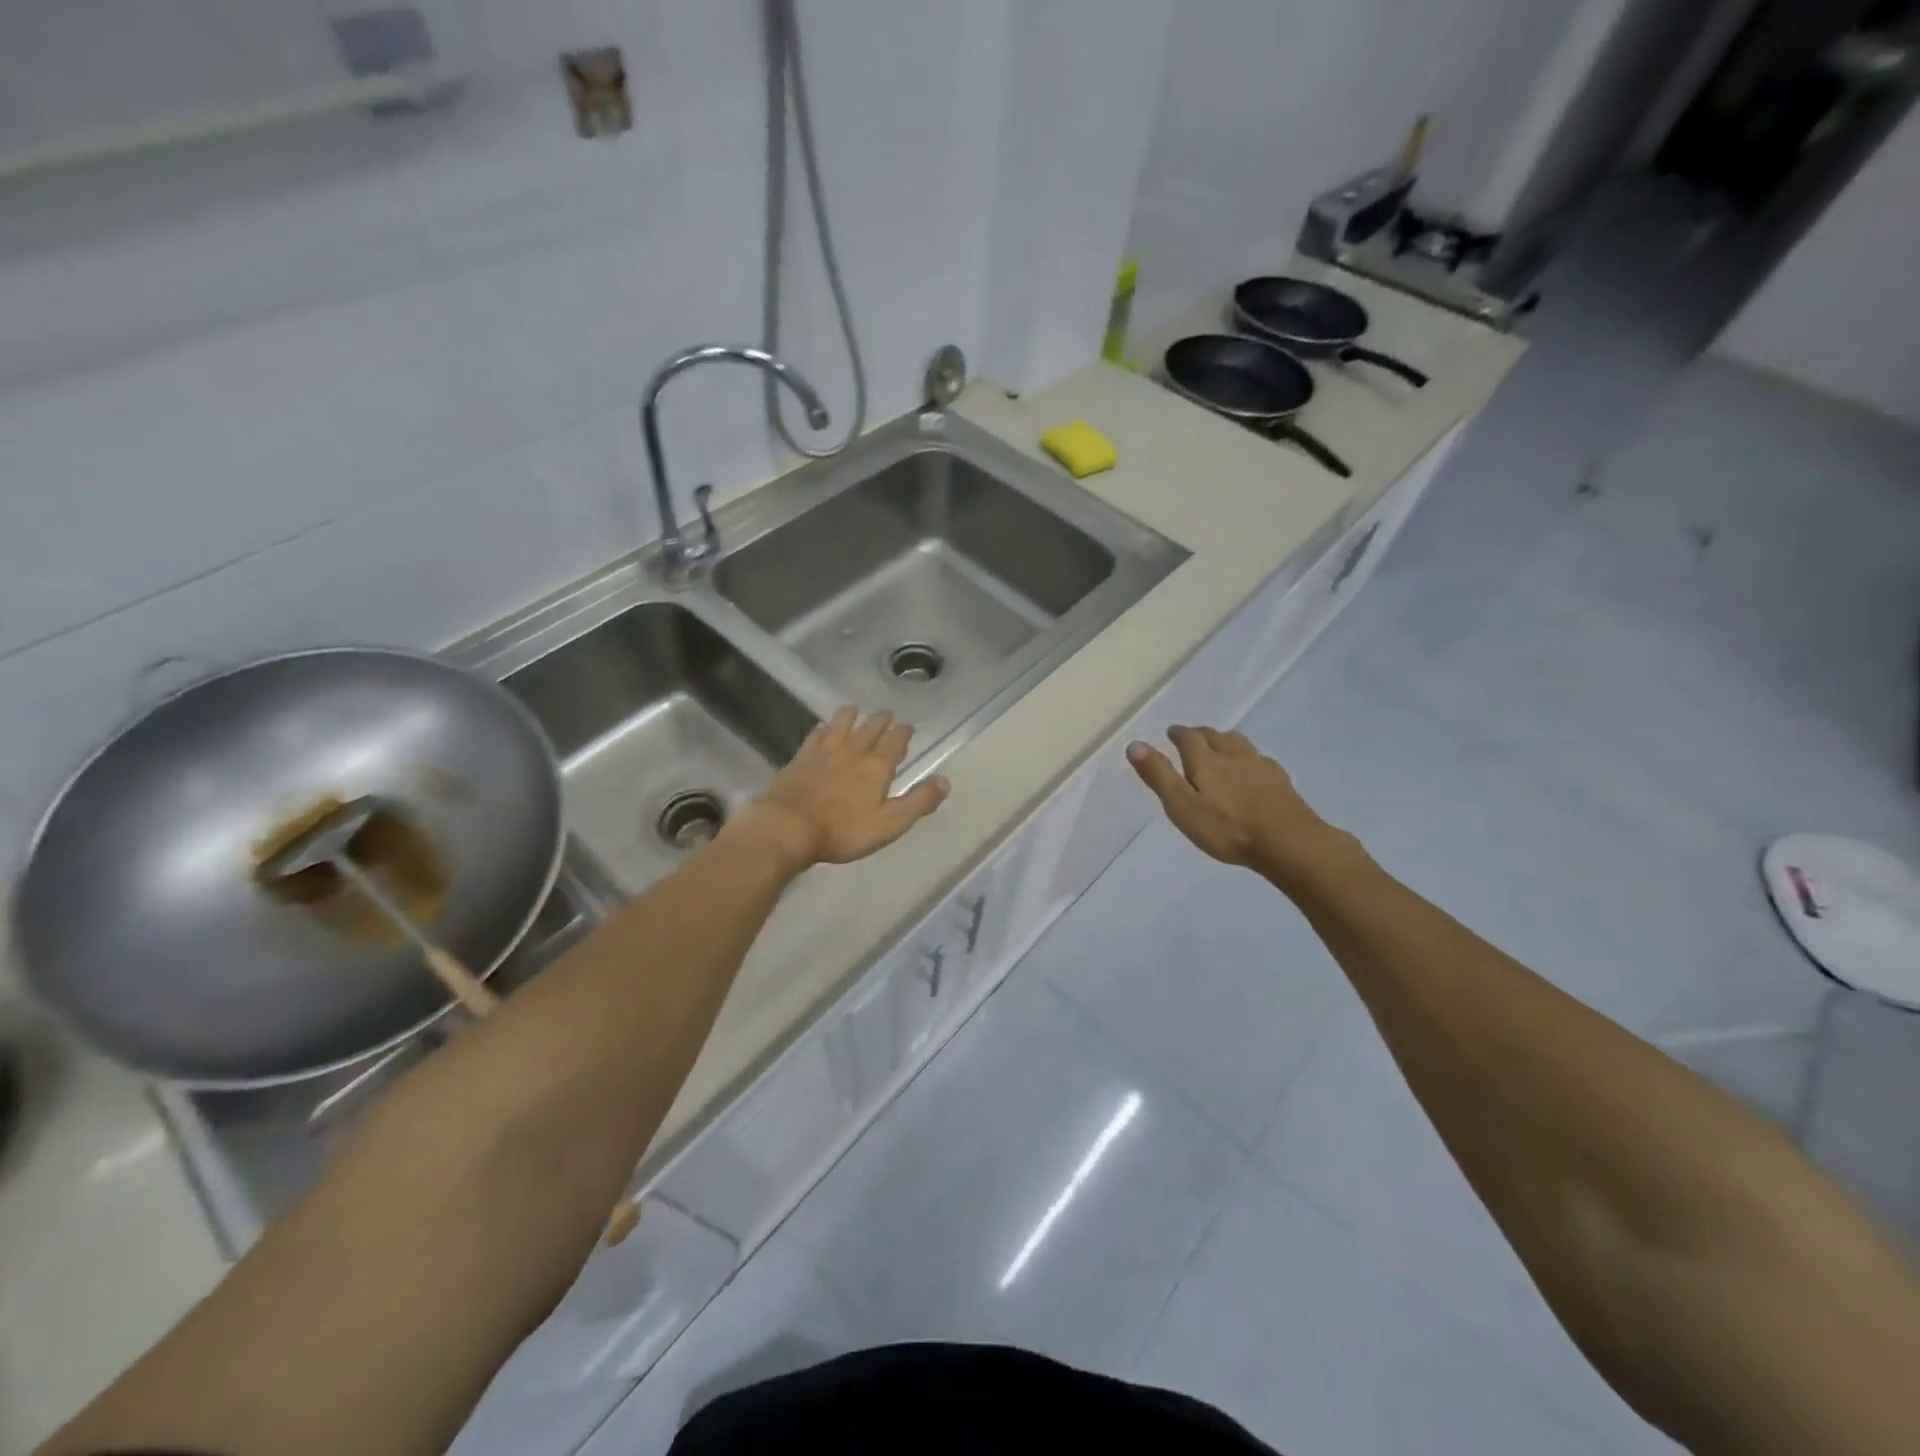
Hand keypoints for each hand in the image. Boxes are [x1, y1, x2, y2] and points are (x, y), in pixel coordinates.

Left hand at [731, 707, 949, 872]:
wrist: (788, 827)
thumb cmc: (843, 830)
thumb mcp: (890, 824)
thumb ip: (918, 802)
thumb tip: (945, 780)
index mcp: (877, 766)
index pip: (895, 740)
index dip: (903, 732)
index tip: (908, 727)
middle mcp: (853, 750)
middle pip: (870, 727)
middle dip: (882, 720)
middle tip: (887, 715)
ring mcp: (824, 751)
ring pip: (842, 723)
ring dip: (852, 715)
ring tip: (856, 710)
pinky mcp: (801, 757)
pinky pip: (816, 734)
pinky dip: (824, 728)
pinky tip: (823, 728)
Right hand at [1126, 725, 1346, 880]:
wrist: (1287, 842)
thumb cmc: (1226, 828)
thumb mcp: (1182, 806)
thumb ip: (1159, 775)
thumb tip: (1135, 744)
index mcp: (1205, 760)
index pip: (1188, 737)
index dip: (1178, 734)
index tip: (1171, 733)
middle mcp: (1232, 754)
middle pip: (1215, 735)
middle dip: (1200, 734)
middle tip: (1191, 739)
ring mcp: (1259, 765)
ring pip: (1238, 743)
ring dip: (1224, 741)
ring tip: (1219, 748)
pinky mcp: (1280, 780)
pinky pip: (1258, 759)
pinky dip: (1247, 758)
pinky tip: (1250, 770)